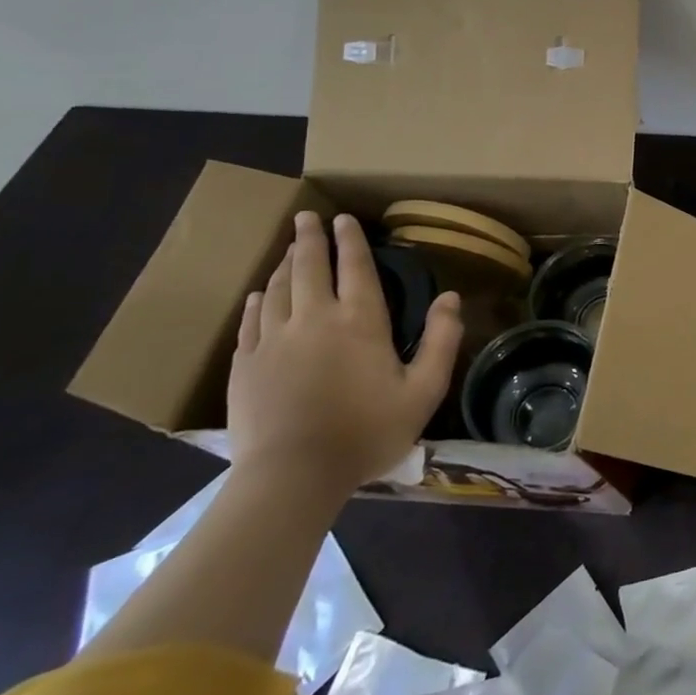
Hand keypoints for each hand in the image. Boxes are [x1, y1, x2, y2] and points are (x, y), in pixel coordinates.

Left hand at [228, 211, 462, 495]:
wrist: (292, 478)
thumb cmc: (366, 432)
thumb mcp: (423, 390)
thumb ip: (442, 339)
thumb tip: (451, 297)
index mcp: (360, 321)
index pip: (356, 268)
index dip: (352, 241)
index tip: (346, 219)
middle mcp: (314, 319)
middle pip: (310, 267)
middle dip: (310, 238)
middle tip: (307, 216)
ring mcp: (273, 341)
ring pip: (278, 289)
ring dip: (286, 264)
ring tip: (290, 248)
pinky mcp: (245, 365)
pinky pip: (250, 321)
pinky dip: (257, 301)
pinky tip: (259, 294)